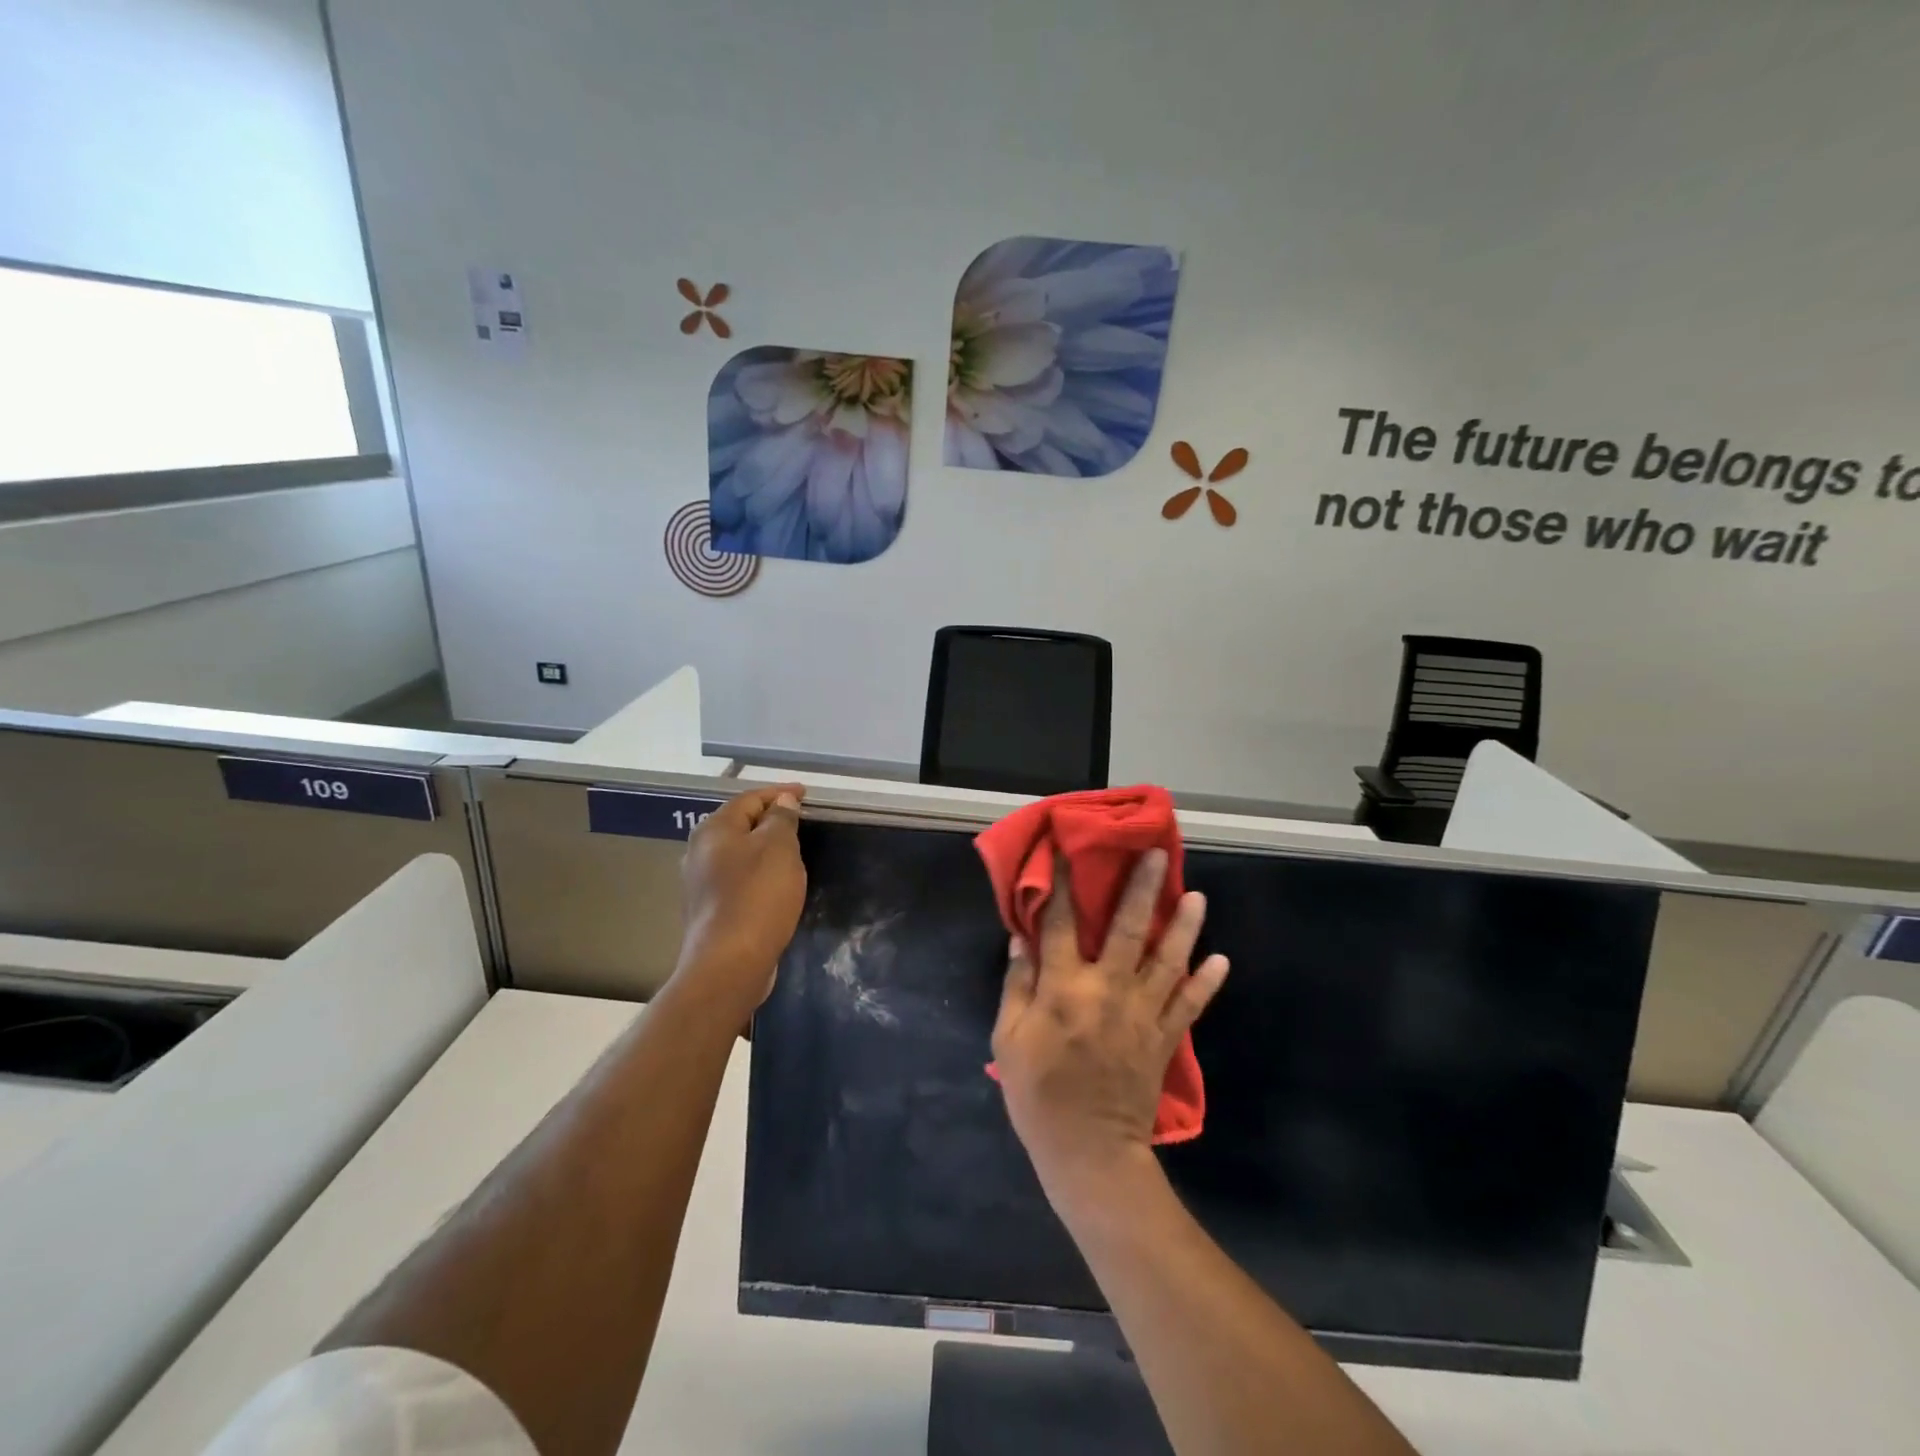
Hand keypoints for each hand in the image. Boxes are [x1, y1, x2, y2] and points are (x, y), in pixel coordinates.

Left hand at [672, 784, 805, 1018]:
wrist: (729, 963)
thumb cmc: (757, 896)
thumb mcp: (779, 848)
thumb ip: (781, 819)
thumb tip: (782, 801)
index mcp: (714, 830)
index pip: (750, 798)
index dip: (780, 793)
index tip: (806, 794)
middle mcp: (699, 851)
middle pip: (739, 824)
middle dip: (769, 819)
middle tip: (800, 820)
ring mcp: (700, 883)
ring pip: (737, 853)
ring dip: (763, 847)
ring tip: (792, 850)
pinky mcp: (709, 910)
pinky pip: (737, 878)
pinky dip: (757, 872)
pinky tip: (774, 883)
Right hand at [991, 849, 1228, 1199]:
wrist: (1089, 1153)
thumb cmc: (1038, 1095)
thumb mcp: (1008, 1040)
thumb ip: (1016, 985)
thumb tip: (1021, 938)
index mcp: (1064, 987)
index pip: (1060, 922)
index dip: (1060, 882)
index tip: (1064, 848)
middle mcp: (1108, 989)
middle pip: (1128, 928)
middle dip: (1142, 888)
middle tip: (1158, 855)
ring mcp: (1141, 1013)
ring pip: (1168, 960)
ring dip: (1184, 926)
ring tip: (1197, 896)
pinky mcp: (1163, 1038)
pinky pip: (1189, 1005)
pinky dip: (1206, 982)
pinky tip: (1220, 960)